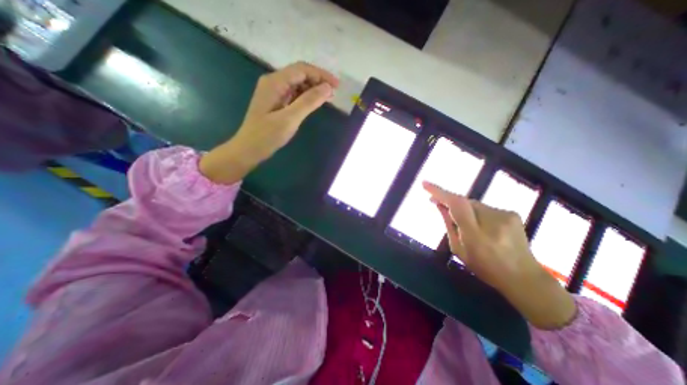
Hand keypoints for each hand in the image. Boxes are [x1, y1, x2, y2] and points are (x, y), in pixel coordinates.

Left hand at [200, 60, 337, 182]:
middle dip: (318, 81)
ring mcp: (274, 92)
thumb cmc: (268, 135)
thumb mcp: (290, 118)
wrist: (249, 149)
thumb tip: (327, 88)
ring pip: (298, 84)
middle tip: (334, 93)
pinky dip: (306, 97)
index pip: (302, 69)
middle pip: (300, 74)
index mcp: (275, 82)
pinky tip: (314, 103)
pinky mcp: (276, 101)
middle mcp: (274, 82)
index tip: (337, 85)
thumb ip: (309, 102)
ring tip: (327, 98)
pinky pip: (294, 94)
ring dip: (313, 89)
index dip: (321, 75)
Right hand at [428, 181, 574, 329]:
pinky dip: (476, 212)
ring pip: (473, 204)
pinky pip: (484, 207)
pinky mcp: (511, 213)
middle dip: (450, 203)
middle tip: (437, 204)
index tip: (425, 184)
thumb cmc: (485, 267)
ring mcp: (505, 215)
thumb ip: (449, 225)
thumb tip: (440, 205)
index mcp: (476, 235)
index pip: (457, 205)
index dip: (440, 192)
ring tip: (464, 224)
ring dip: (464, 210)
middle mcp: (493, 220)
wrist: (524, 277)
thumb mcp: (459, 249)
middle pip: (463, 202)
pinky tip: (480, 225)